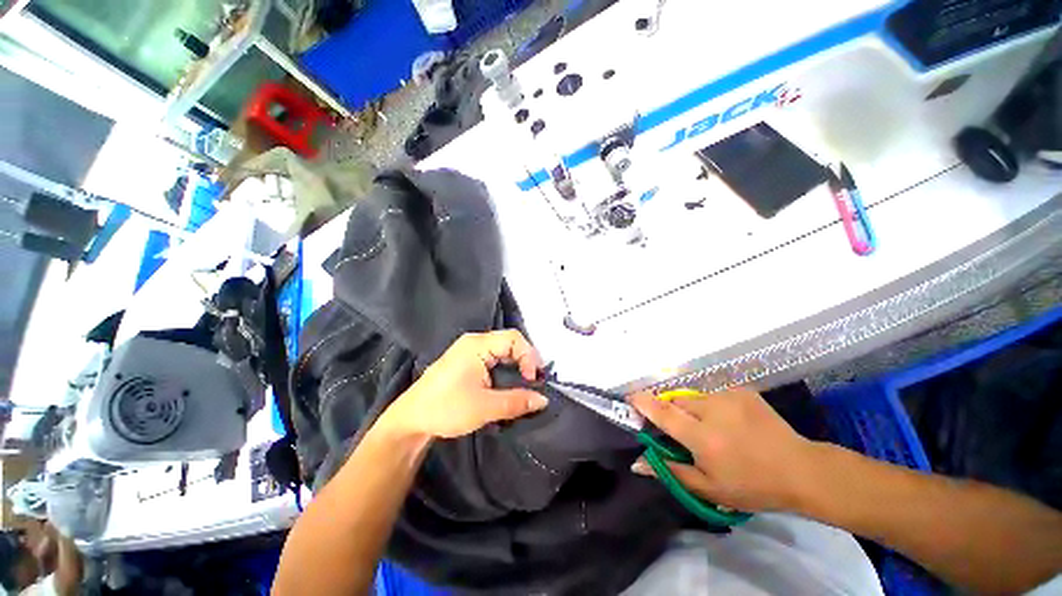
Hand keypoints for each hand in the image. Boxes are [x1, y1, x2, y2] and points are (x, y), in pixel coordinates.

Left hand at [382, 330, 547, 439]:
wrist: (410, 420)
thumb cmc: (446, 409)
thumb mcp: (485, 407)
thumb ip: (516, 401)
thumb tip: (543, 400)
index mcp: (477, 345)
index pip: (514, 338)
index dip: (529, 356)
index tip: (532, 380)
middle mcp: (474, 342)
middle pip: (509, 343)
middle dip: (524, 361)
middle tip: (532, 383)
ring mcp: (468, 351)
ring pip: (501, 351)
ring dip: (514, 367)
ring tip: (522, 386)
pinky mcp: (465, 362)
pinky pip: (492, 359)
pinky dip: (504, 370)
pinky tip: (506, 385)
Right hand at [628, 387, 815, 511]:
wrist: (800, 470)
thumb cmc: (752, 485)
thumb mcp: (709, 488)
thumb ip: (671, 471)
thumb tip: (638, 462)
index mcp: (702, 436)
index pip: (662, 413)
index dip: (643, 403)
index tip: (630, 398)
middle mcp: (711, 409)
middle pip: (676, 402)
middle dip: (672, 412)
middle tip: (683, 430)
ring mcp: (728, 396)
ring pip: (694, 398)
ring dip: (693, 410)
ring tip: (712, 429)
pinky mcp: (741, 390)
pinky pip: (714, 394)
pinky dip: (713, 406)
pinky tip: (730, 422)